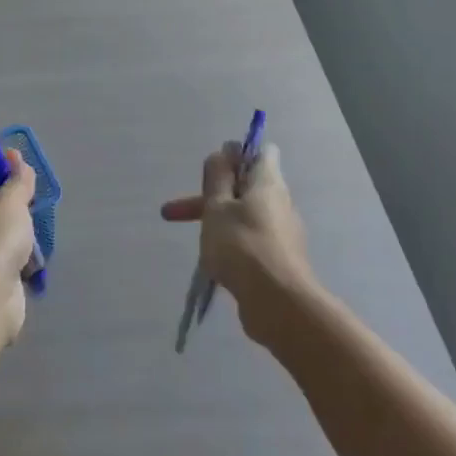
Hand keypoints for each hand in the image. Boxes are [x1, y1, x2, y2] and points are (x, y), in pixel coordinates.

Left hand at [0, 149, 37, 344]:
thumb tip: (15, 157)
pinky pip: (3, 253)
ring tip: (33, 229)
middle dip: (11, 199)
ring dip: (18, 229)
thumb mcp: (10, 202)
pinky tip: (32, 254)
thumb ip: (18, 179)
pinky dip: (18, 254)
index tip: (18, 165)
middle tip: (30, 199)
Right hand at [160, 142, 312, 344]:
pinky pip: (251, 241)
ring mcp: (282, 233)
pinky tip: (214, 264)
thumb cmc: (241, 245)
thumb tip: (225, 152)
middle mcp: (279, 203)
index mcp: (267, 183)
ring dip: (217, 222)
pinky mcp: (279, 259)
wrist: (277, 303)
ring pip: (245, 216)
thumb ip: (217, 179)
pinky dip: (230, 245)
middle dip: (209, 196)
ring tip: (194, 243)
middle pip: (245, 188)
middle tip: (173, 212)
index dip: (236, 155)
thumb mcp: (217, 207)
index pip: (261, 153)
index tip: (212, 171)